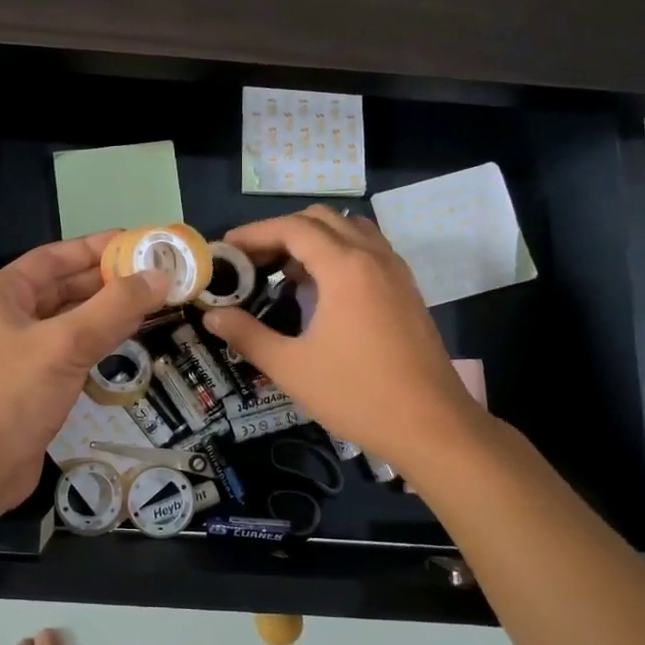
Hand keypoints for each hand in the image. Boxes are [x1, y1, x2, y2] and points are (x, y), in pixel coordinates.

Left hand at [0, 233, 167, 512]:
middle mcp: (10, 317)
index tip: (135, 242)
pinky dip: (102, 338)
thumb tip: (159, 276)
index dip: (93, 247)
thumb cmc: (13, 395)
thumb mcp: (65, 344)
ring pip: (72, 319)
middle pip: (65, 287)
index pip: (53, 258)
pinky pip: (74, 348)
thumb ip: (114, 308)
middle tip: (154, 272)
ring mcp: (22, 351)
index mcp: (2, 295)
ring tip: (153, 298)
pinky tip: (133, 334)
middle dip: (107, 279)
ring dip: (109, 309)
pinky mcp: (37, 381)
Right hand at [203, 207, 485, 465]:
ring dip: (313, 238)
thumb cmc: (358, 394)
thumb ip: (247, 335)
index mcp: (345, 268)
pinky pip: (367, 249)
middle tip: (252, 260)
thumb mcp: (291, 367)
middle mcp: (373, 257)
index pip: (293, 228)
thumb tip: (212, 316)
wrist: (433, 426)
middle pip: (321, 219)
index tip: (227, 247)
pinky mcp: (407, 289)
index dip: (255, 232)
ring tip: (286, 271)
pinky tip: (322, 289)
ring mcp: (395, 271)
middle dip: (281, 231)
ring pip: (349, 229)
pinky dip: (338, 252)